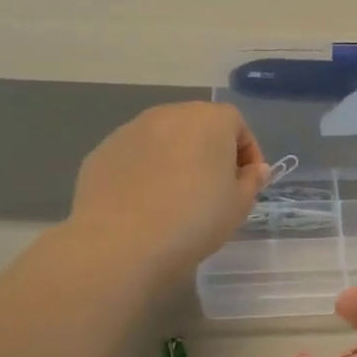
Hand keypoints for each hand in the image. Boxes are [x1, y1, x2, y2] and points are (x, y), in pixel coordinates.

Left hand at [69, 102, 267, 282]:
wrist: (120, 242)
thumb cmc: (194, 219)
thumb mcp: (238, 206)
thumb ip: (251, 181)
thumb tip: (254, 169)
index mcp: (209, 120)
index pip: (236, 124)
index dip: (247, 153)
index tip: (247, 183)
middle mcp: (169, 114)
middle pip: (198, 126)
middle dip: (210, 152)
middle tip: (213, 189)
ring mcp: (130, 130)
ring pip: (163, 139)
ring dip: (175, 159)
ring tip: (176, 198)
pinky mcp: (102, 152)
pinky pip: (135, 157)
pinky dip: (144, 172)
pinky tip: (144, 204)